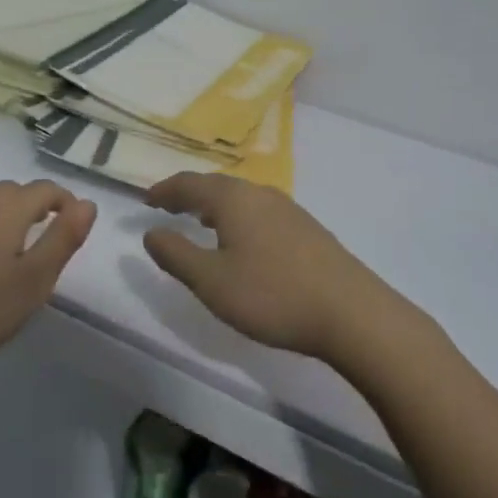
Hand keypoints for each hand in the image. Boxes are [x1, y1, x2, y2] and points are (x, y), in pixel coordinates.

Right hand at [141, 173, 395, 362]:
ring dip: (216, 205)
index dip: (165, 190)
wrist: (351, 313)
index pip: (189, 183)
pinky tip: (244, 240)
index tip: (146, 199)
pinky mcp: (308, 229)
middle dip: (190, 194)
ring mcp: (289, 209)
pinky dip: (239, 217)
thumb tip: (151, 233)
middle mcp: (260, 194)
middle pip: (217, 185)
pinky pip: (260, 211)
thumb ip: (176, 255)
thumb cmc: (272, 295)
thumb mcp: (212, 281)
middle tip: (169, 206)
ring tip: (201, 220)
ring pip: (242, 198)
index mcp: (233, 199)